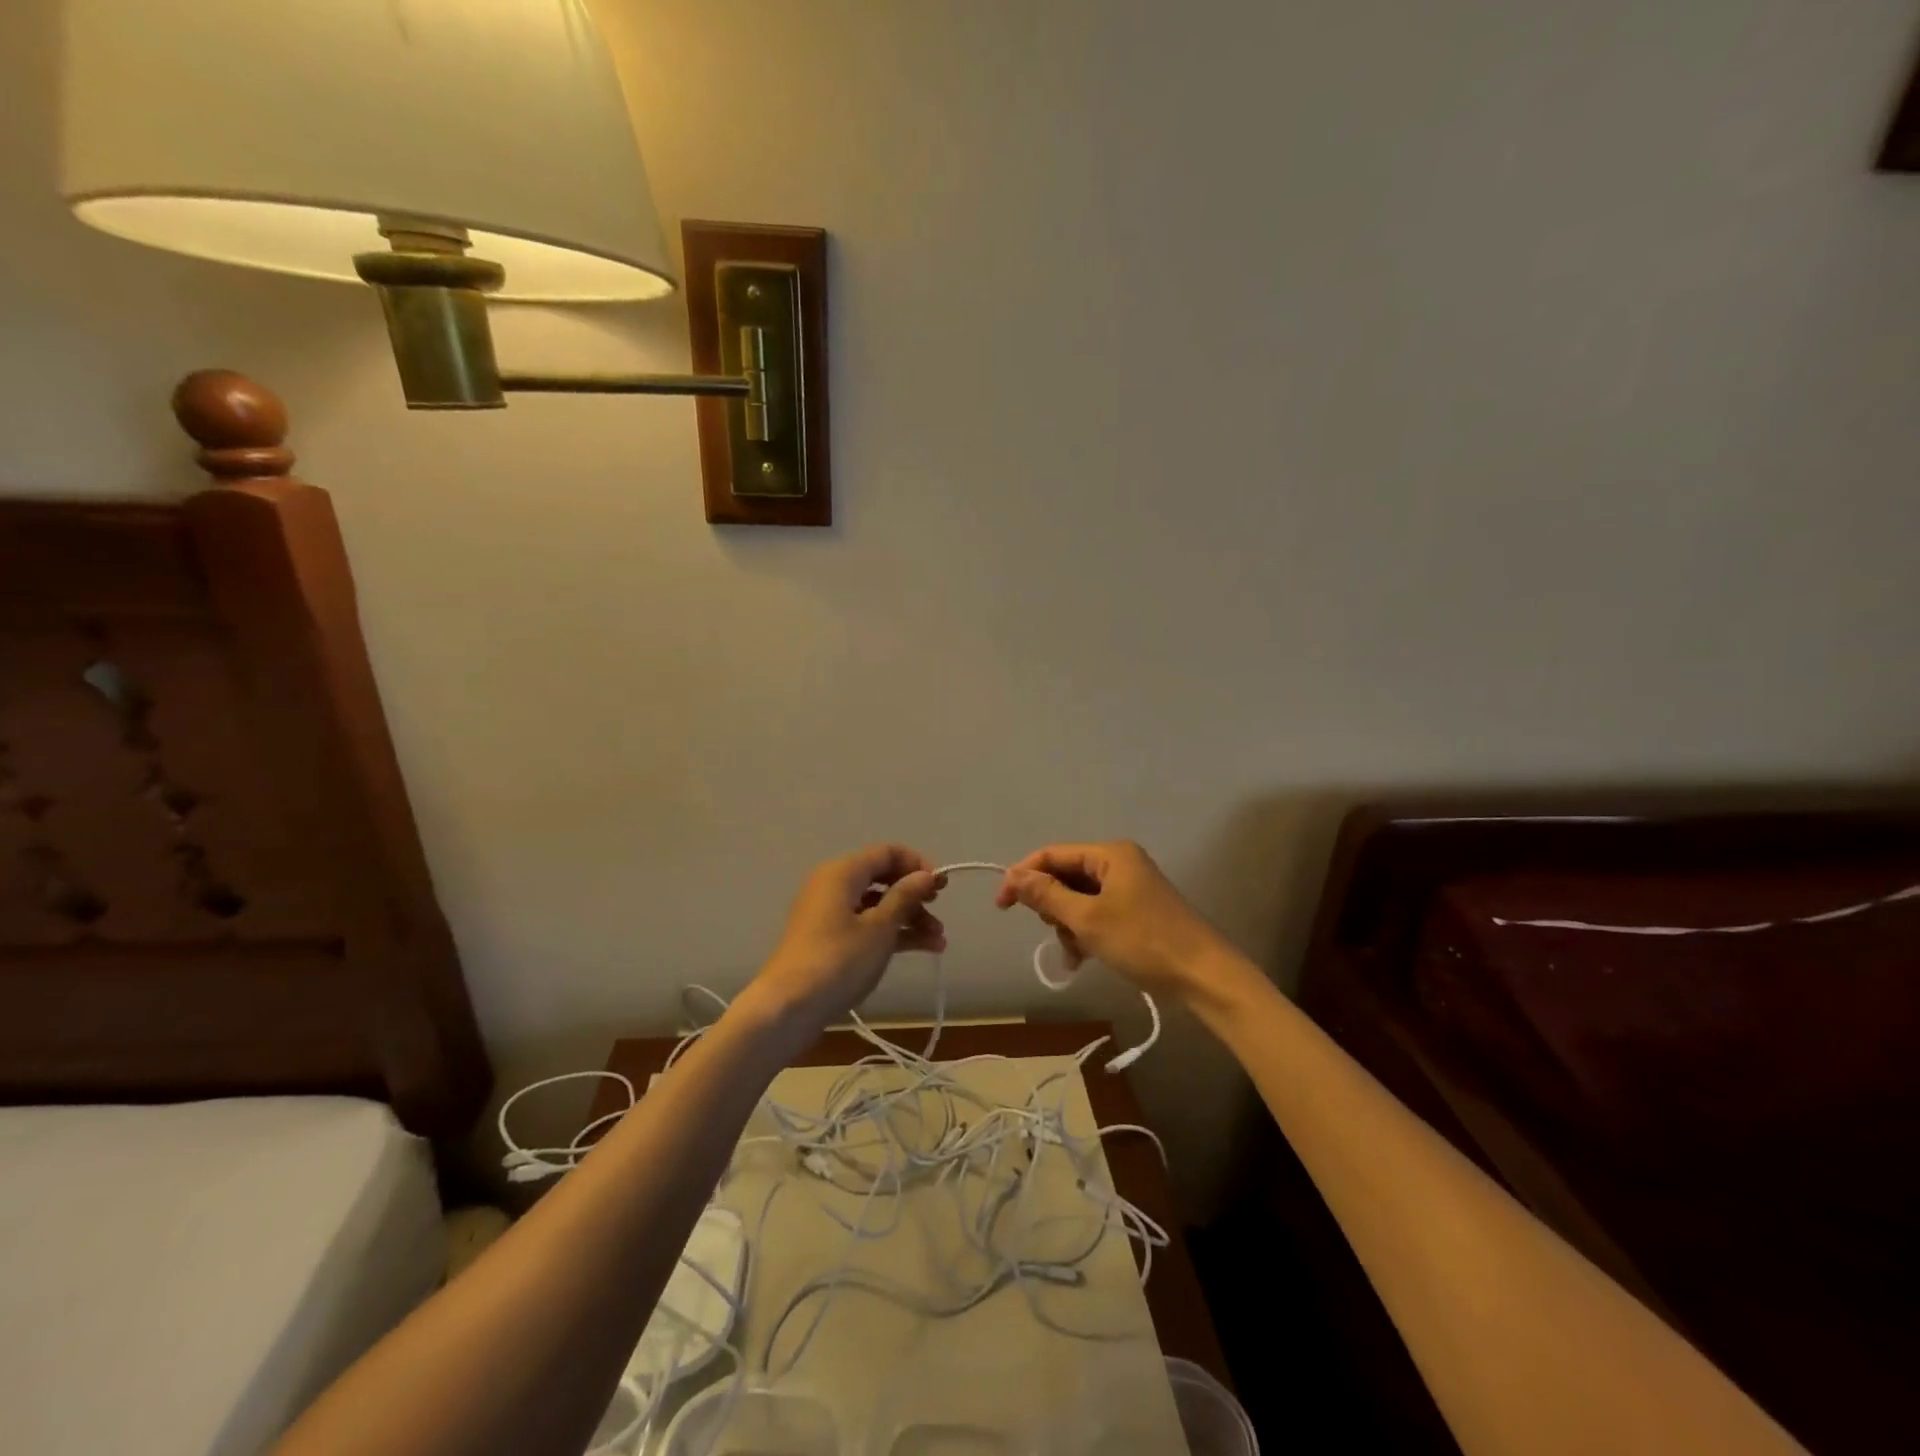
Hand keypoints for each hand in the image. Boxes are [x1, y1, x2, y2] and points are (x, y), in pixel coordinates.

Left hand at [748, 844, 944, 1030]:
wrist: (789, 1008)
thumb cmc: (839, 960)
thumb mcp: (880, 927)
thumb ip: (906, 896)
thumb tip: (926, 874)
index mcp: (843, 872)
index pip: (887, 853)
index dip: (918, 864)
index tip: (942, 886)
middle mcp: (834, 885)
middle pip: (883, 878)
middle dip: (915, 894)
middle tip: (939, 910)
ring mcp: (830, 914)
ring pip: (877, 905)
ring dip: (909, 918)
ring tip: (939, 941)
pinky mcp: (829, 939)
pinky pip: (867, 924)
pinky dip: (892, 933)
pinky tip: (923, 949)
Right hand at [995, 841, 1228, 999]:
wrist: (1203, 976)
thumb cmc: (1143, 941)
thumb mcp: (1088, 919)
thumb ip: (1047, 895)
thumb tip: (1012, 875)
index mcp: (1110, 854)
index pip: (1053, 854)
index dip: (1024, 876)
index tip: (1001, 905)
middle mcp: (1119, 863)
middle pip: (1066, 876)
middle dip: (1053, 906)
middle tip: (1056, 932)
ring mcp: (1129, 888)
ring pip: (1078, 899)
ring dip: (1068, 925)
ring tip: (1075, 953)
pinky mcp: (1135, 911)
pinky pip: (1096, 914)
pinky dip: (1085, 933)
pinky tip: (1082, 958)